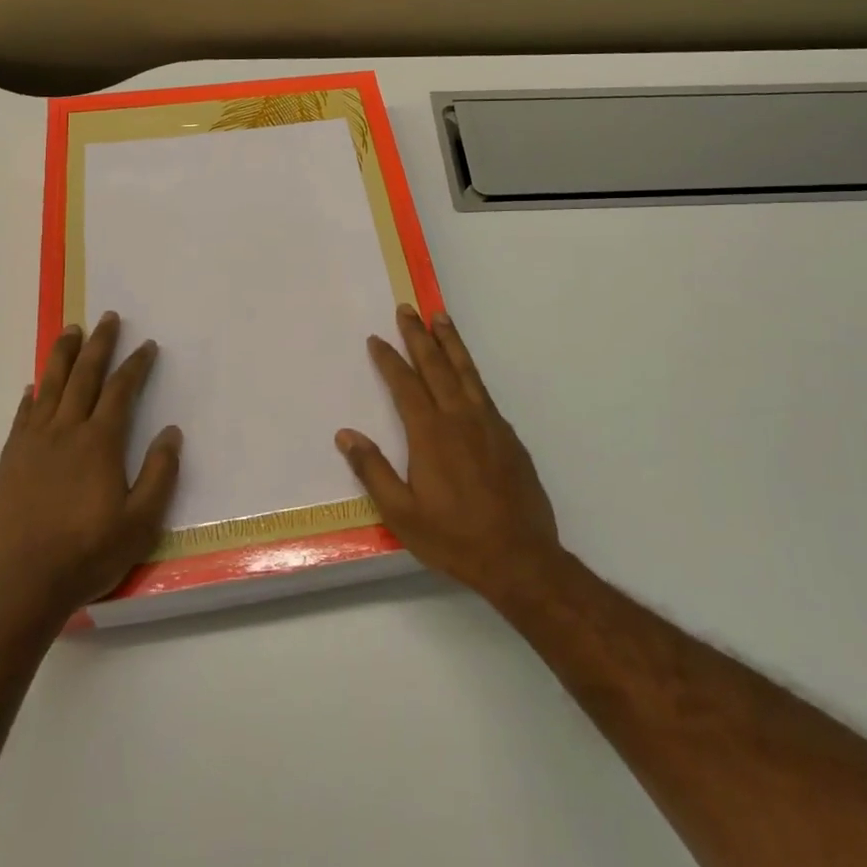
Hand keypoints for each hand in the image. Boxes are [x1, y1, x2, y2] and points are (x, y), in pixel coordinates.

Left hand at [0, 312, 181, 617]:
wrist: (22, 587)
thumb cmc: (88, 554)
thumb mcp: (140, 522)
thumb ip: (159, 474)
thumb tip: (171, 432)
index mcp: (99, 442)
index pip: (121, 391)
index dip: (135, 365)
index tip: (146, 346)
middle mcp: (65, 432)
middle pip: (84, 377)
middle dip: (98, 345)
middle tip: (107, 318)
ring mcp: (33, 445)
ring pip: (49, 387)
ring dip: (62, 356)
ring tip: (69, 330)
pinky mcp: (9, 463)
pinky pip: (22, 417)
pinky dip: (31, 397)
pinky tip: (34, 386)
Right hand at [338, 305, 564, 606]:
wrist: (521, 558)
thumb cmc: (454, 538)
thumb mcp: (402, 514)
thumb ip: (373, 470)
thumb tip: (345, 434)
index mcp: (431, 434)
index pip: (405, 385)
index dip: (389, 359)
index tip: (376, 339)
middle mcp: (460, 418)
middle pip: (437, 366)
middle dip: (419, 335)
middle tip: (408, 308)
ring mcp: (489, 424)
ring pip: (466, 371)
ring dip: (451, 342)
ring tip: (440, 317)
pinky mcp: (509, 436)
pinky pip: (484, 392)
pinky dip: (471, 371)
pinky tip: (467, 372)